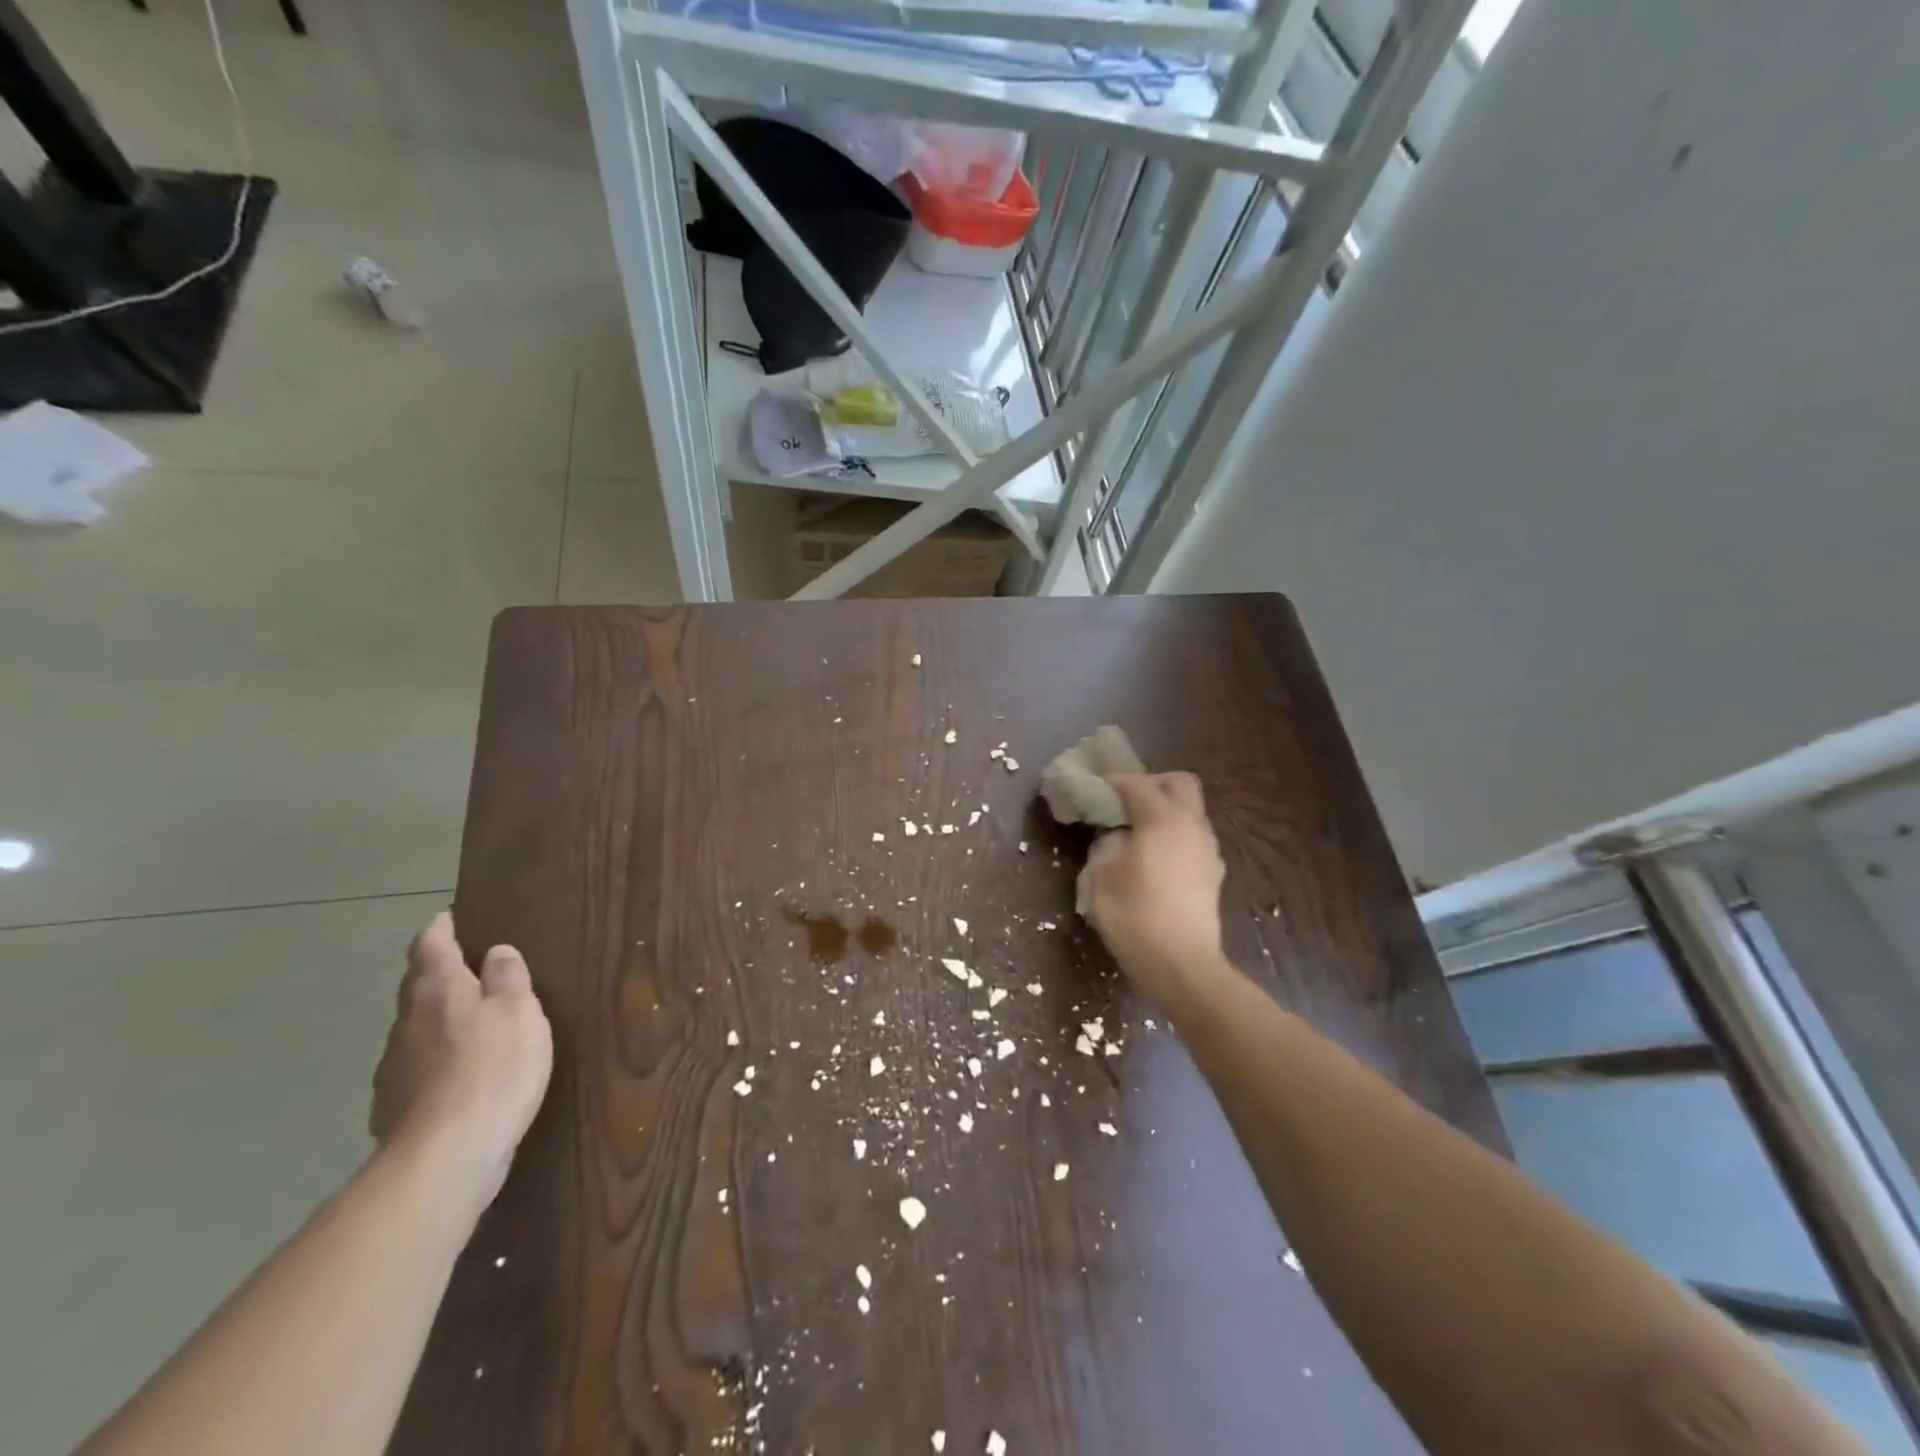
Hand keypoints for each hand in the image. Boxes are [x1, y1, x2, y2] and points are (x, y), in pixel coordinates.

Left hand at [370, 912, 552, 1204]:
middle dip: (439, 973)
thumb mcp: (519, 1010)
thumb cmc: (493, 1068)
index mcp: (437, 990)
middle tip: (471, 967)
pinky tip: (459, 1076)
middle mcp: (406, 1022)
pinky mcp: (395, 1109)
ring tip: (472, 1023)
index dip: (441, 928)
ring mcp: (394, 1068)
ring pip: (416, 1029)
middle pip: (418, 986)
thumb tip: (496, 952)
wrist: (446, 1157)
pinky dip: (436, 1062)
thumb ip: (508, 977)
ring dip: (439, 1020)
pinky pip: (417, 1070)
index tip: (452, 917)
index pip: (430, 945)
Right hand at [1076, 772, 1226, 1001]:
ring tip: (1137, 834)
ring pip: (1190, 812)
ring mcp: (1208, 850)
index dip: (1112, 782)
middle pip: (1179, 783)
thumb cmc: (1134, 915)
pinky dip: (1173, 837)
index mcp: (1162, 818)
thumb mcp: (1101, 876)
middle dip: (1152, 784)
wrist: (1181, 965)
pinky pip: (1192, 838)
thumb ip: (1106, 844)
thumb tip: (1114, 836)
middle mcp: (1191, 825)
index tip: (1093, 790)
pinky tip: (1154, 861)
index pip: (1136, 783)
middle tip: (1125, 803)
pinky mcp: (1213, 874)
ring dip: (1165, 812)